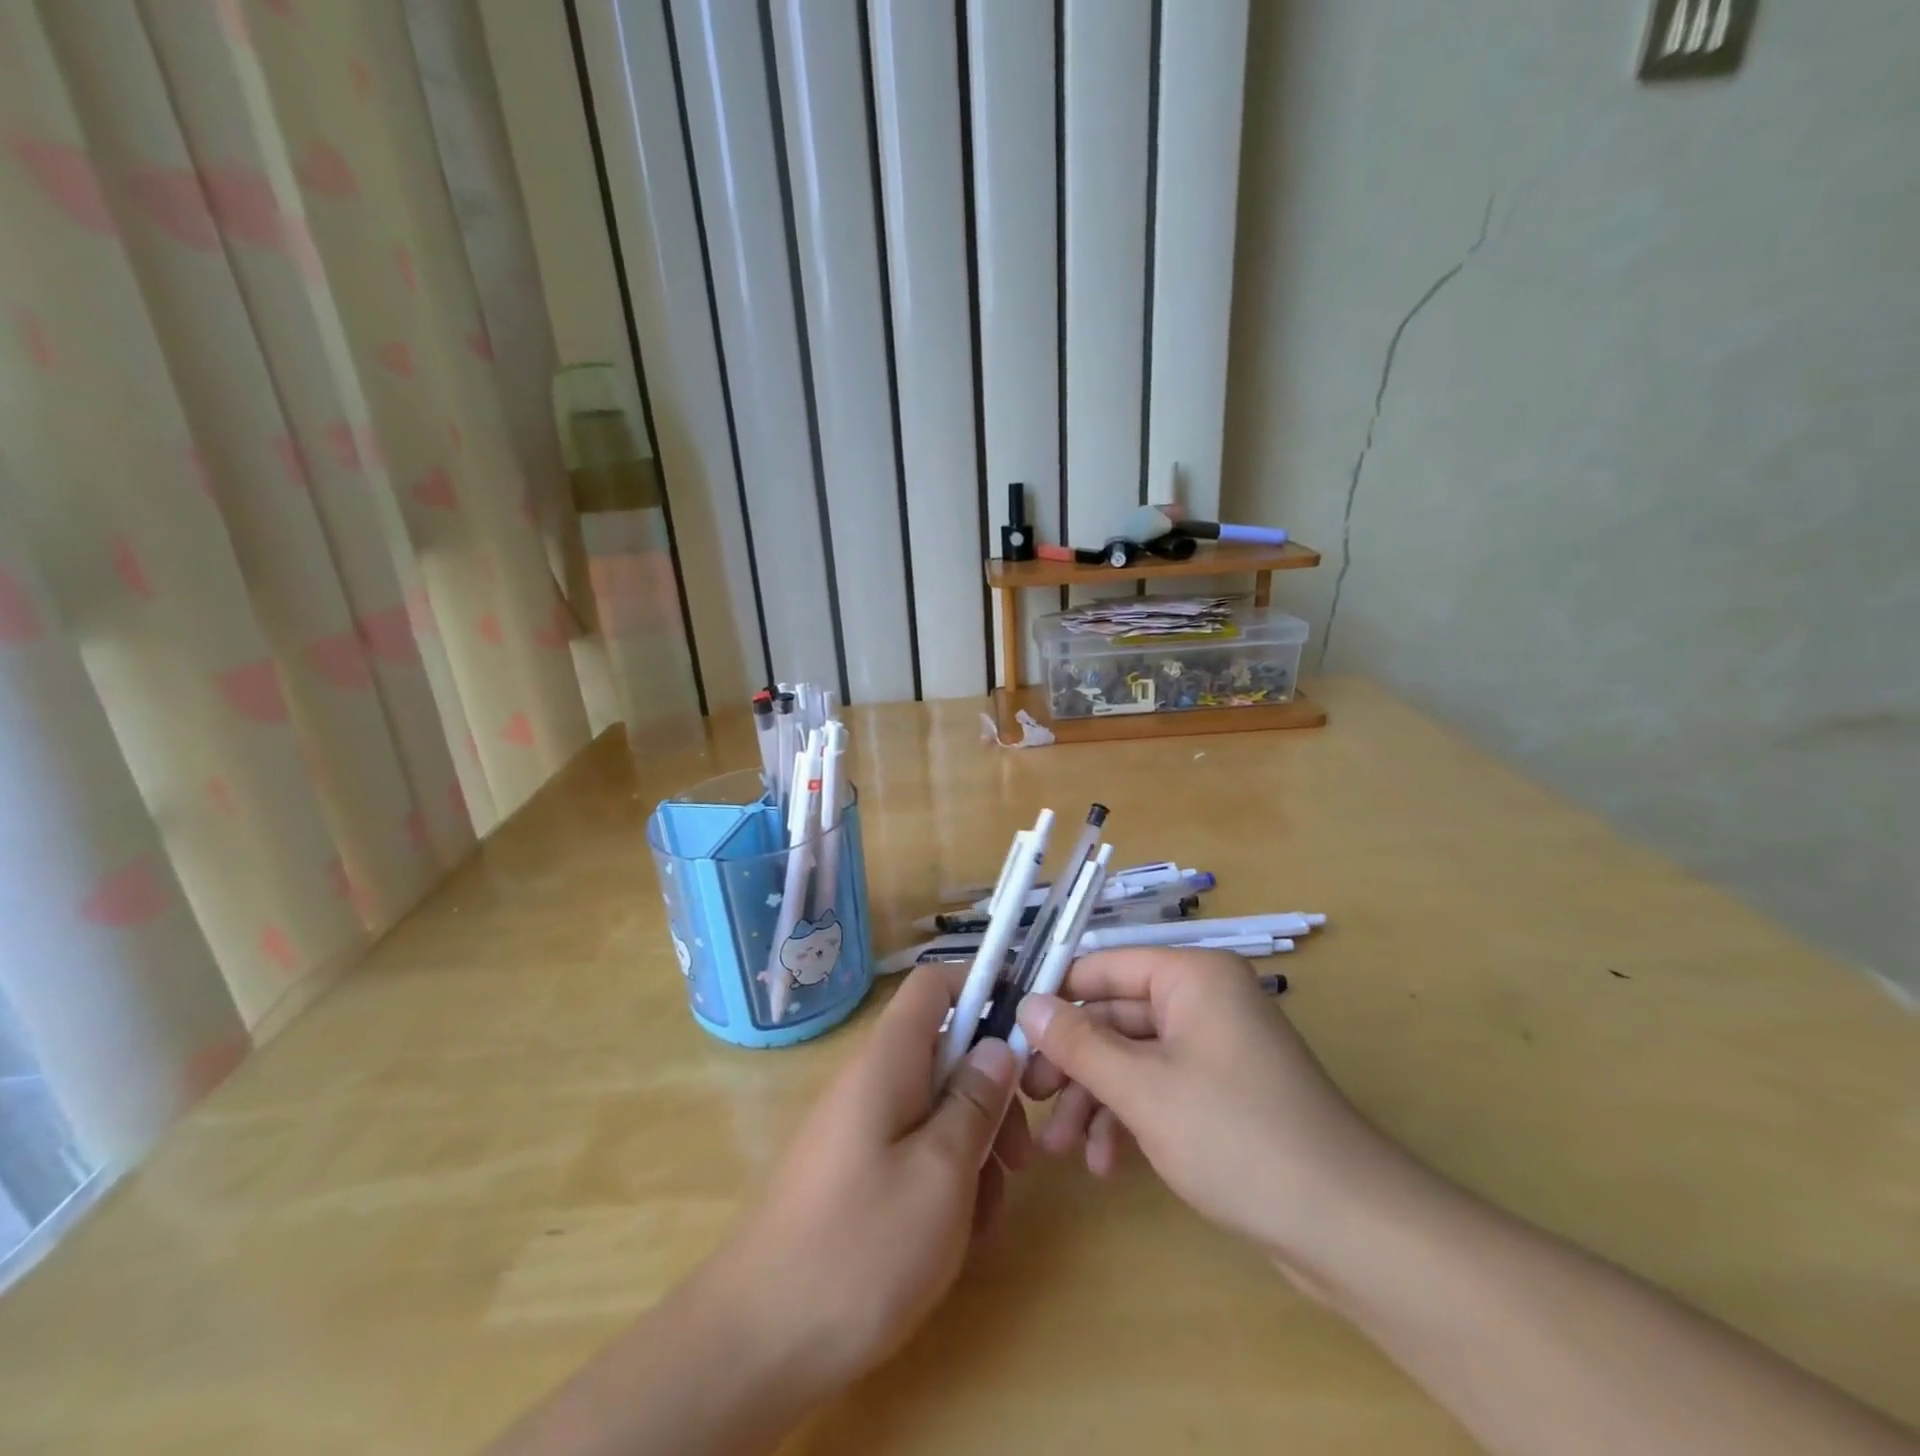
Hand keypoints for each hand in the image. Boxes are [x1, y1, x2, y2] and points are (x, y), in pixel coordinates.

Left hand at [701, 966, 1029, 1403]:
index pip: (935, 985)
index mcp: (888, 1060)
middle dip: (991, 1099)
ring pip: (937, 1111)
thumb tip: (997, 1044)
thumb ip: (975, 1101)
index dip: (982, 989)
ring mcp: (860, 1129)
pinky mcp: (856, 1173)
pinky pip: (913, 1153)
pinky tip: (951, 1241)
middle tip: (1019, 1161)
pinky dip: (943, 1184)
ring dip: (973, 1154)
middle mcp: (871, 1081)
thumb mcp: (941, 1173)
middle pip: (946, 1055)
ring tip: (980, 1221)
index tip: (1025, 1035)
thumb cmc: (861, 1249)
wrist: (757, 1344)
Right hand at [1017, 948, 1411, 1271]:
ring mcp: (1214, 1048)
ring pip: (1133, 1058)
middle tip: (1031, 1101)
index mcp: (1191, 976)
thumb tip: (1026, 1005)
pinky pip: (1159, 1089)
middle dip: (1073, 1064)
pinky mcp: (1222, 1093)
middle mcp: (1202, 1000)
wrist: (1347, 1228)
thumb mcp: (1143, 1089)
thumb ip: (1078, 1043)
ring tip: (1062, 1150)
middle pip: (1115, 1017)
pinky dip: (1129, 1120)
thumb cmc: (1236, 1137)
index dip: (1055, 998)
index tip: (1010, 1034)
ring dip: (1095, 1101)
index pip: (1103, 967)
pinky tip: (1106, 1163)